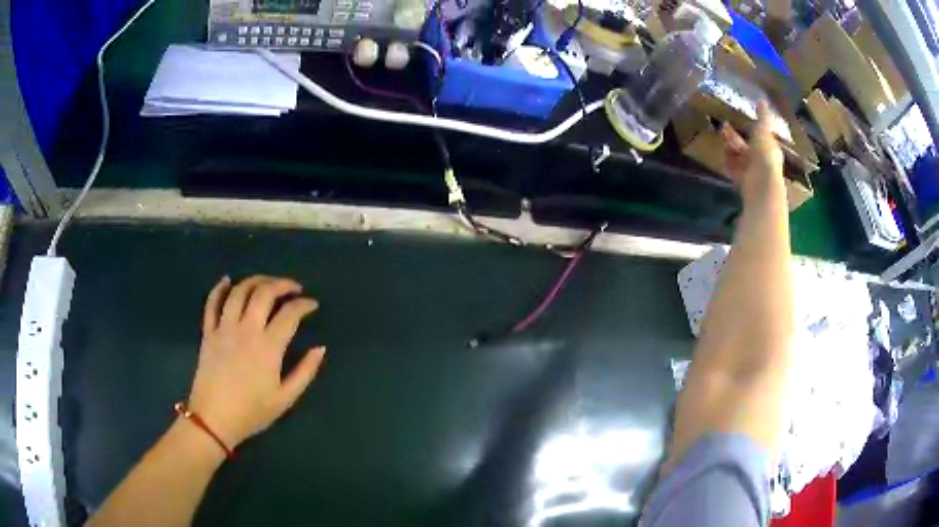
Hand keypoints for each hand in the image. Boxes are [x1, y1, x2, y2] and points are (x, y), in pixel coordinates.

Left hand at [186, 275, 325, 447]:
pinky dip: (219, 288)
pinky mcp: (208, 332)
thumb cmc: (252, 412)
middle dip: (282, 284)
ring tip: (267, 283)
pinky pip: (211, 303)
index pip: (290, 314)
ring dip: (256, 280)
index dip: (304, 305)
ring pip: (239, 291)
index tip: (312, 305)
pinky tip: (227, 280)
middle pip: (264, 292)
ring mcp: (224, 328)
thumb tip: (320, 348)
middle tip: (293, 288)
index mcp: (268, 347)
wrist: (213, 419)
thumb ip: (305, 371)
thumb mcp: (285, 398)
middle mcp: (246, 329)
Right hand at [722, 100, 785, 203]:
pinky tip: (722, 152)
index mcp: (769, 148)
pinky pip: (733, 169)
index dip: (751, 129)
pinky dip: (728, 161)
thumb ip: (762, 116)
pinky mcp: (742, 182)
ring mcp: (752, 172)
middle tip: (723, 126)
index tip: (739, 119)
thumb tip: (762, 100)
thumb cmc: (765, 154)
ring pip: (739, 157)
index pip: (760, 137)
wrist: (761, 184)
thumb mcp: (763, 129)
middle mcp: (761, 160)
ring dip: (730, 147)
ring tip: (721, 137)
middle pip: (747, 147)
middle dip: (735, 137)